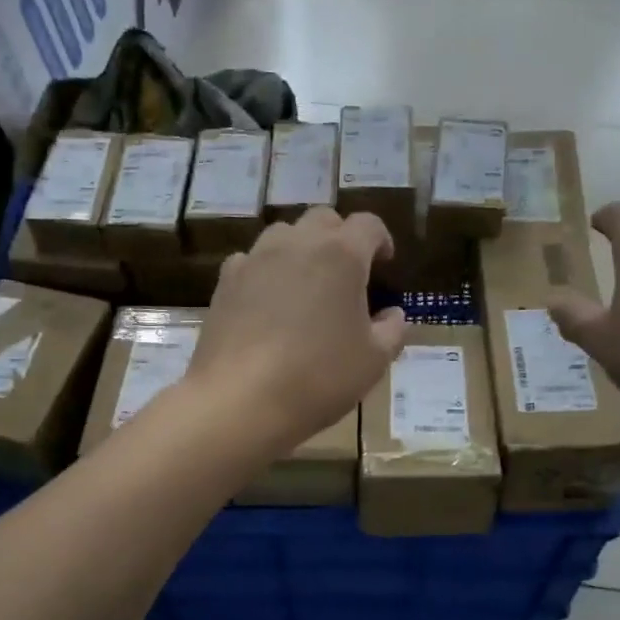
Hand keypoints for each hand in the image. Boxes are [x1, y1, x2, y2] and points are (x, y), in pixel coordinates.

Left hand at [189, 207, 407, 452]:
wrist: (240, 399)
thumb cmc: (319, 378)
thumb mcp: (373, 361)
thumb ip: (391, 331)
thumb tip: (393, 315)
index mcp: (342, 254)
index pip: (368, 225)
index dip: (381, 240)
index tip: (384, 263)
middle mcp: (298, 243)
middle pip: (324, 219)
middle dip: (340, 237)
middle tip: (347, 272)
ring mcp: (256, 258)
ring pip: (284, 234)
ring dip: (301, 249)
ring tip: (306, 284)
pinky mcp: (226, 280)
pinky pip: (251, 260)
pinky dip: (265, 271)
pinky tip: (267, 302)